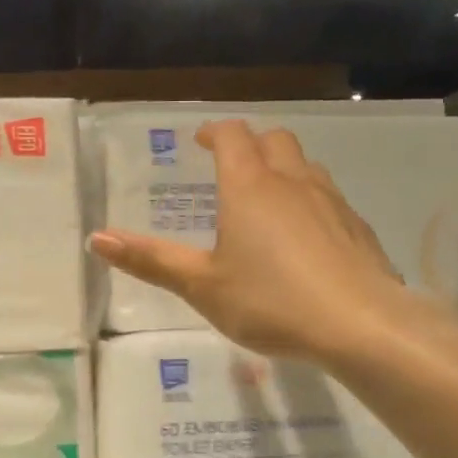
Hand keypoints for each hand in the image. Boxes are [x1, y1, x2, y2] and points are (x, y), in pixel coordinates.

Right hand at [90, 121, 408, 360]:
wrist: (361, 324)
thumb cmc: (271, 301)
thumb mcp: (203, 286)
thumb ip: (151, 260)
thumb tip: (97, 237)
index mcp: (250, 186)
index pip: (231, 136)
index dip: (213, 132)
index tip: (200, 142)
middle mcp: (292, 181)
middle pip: (274, 139)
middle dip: (250, 144)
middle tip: (231, 166)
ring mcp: (332, 200)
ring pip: (305, 165)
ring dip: (283, 169)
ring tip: (267, 199)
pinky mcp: (358, 226)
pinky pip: (329, 196)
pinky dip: (310, 200)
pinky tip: (306, 238)